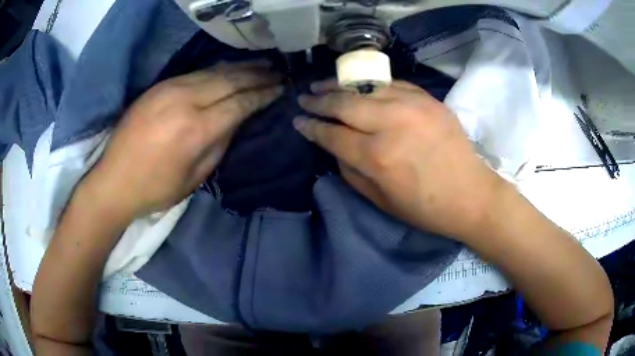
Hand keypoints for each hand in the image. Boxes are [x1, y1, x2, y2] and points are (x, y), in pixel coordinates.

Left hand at [83, 60, 282, 219]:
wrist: (114, 181)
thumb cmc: (156, 188)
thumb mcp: (195, 177)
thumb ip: (219, 144)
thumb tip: (236, 120)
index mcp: (196, 129)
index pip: (240, 103)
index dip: (263, 94)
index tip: (281, 88)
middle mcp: (184, 101)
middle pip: (230, 80)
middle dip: (257, 75)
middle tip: (278, 71)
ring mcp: (169, 89)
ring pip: (214, 71)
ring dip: (240, 67)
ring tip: (261, 64)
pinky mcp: (159, 86)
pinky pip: (196, 72)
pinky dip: (218, 70)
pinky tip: (230, 70)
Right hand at [294, 80, 505, 239]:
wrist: (471, 194)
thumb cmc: (426, 207)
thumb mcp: (380, 201)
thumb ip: (351, 172)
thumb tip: (334, 147)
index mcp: (377, 157)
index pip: (331, 134)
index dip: (311, 127)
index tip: (298, 121)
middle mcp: (390, 124)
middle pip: (344, 103)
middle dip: (319, 100)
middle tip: (305, 98)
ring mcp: (412, 106)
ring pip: (365, 87)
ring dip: (340, 85)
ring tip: (324, 85)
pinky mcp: (428, 99)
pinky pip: (392, 84)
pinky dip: (372, 85)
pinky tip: (361, 86)